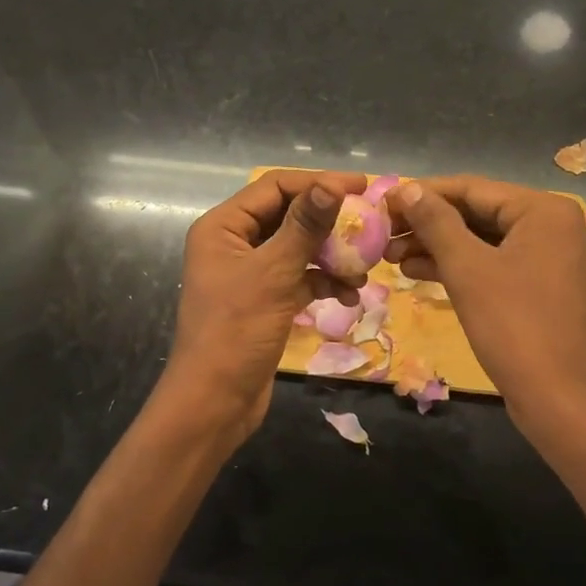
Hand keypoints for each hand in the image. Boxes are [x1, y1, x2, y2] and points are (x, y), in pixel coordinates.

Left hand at [159, 169, 367, 450]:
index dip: (318, 183)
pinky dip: (324, 283)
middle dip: (329, 222)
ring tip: (364, 268)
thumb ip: (304, 227)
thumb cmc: (236, 331)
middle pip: (289, 216)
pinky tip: (350, 297)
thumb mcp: (273, 274)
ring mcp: (249, 274)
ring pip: (298, 249)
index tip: (362, 187)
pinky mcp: (264, 301)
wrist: (215, 402)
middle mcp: (234, 243)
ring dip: (331, 255)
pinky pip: (299, 279)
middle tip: (370, 223)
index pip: (275, 187)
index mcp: (223, 227)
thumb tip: (332, 186)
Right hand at [385, 176, 585, 439]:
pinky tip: (415, 271)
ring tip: (390, 256)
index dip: (423, 194)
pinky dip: (455, 267)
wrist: (559, 398)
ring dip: (435, 246)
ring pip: (480, 240)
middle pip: (476, 212)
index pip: (471, 188)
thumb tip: (406, 189)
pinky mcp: (535, 287)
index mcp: (542, 210)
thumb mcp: (467, 268)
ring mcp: (545, 258)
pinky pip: (490, 264)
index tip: (382, 201)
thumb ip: (436, 222)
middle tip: (382, 233)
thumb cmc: (514, 325)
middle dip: (427, 224)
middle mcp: (549, 226)